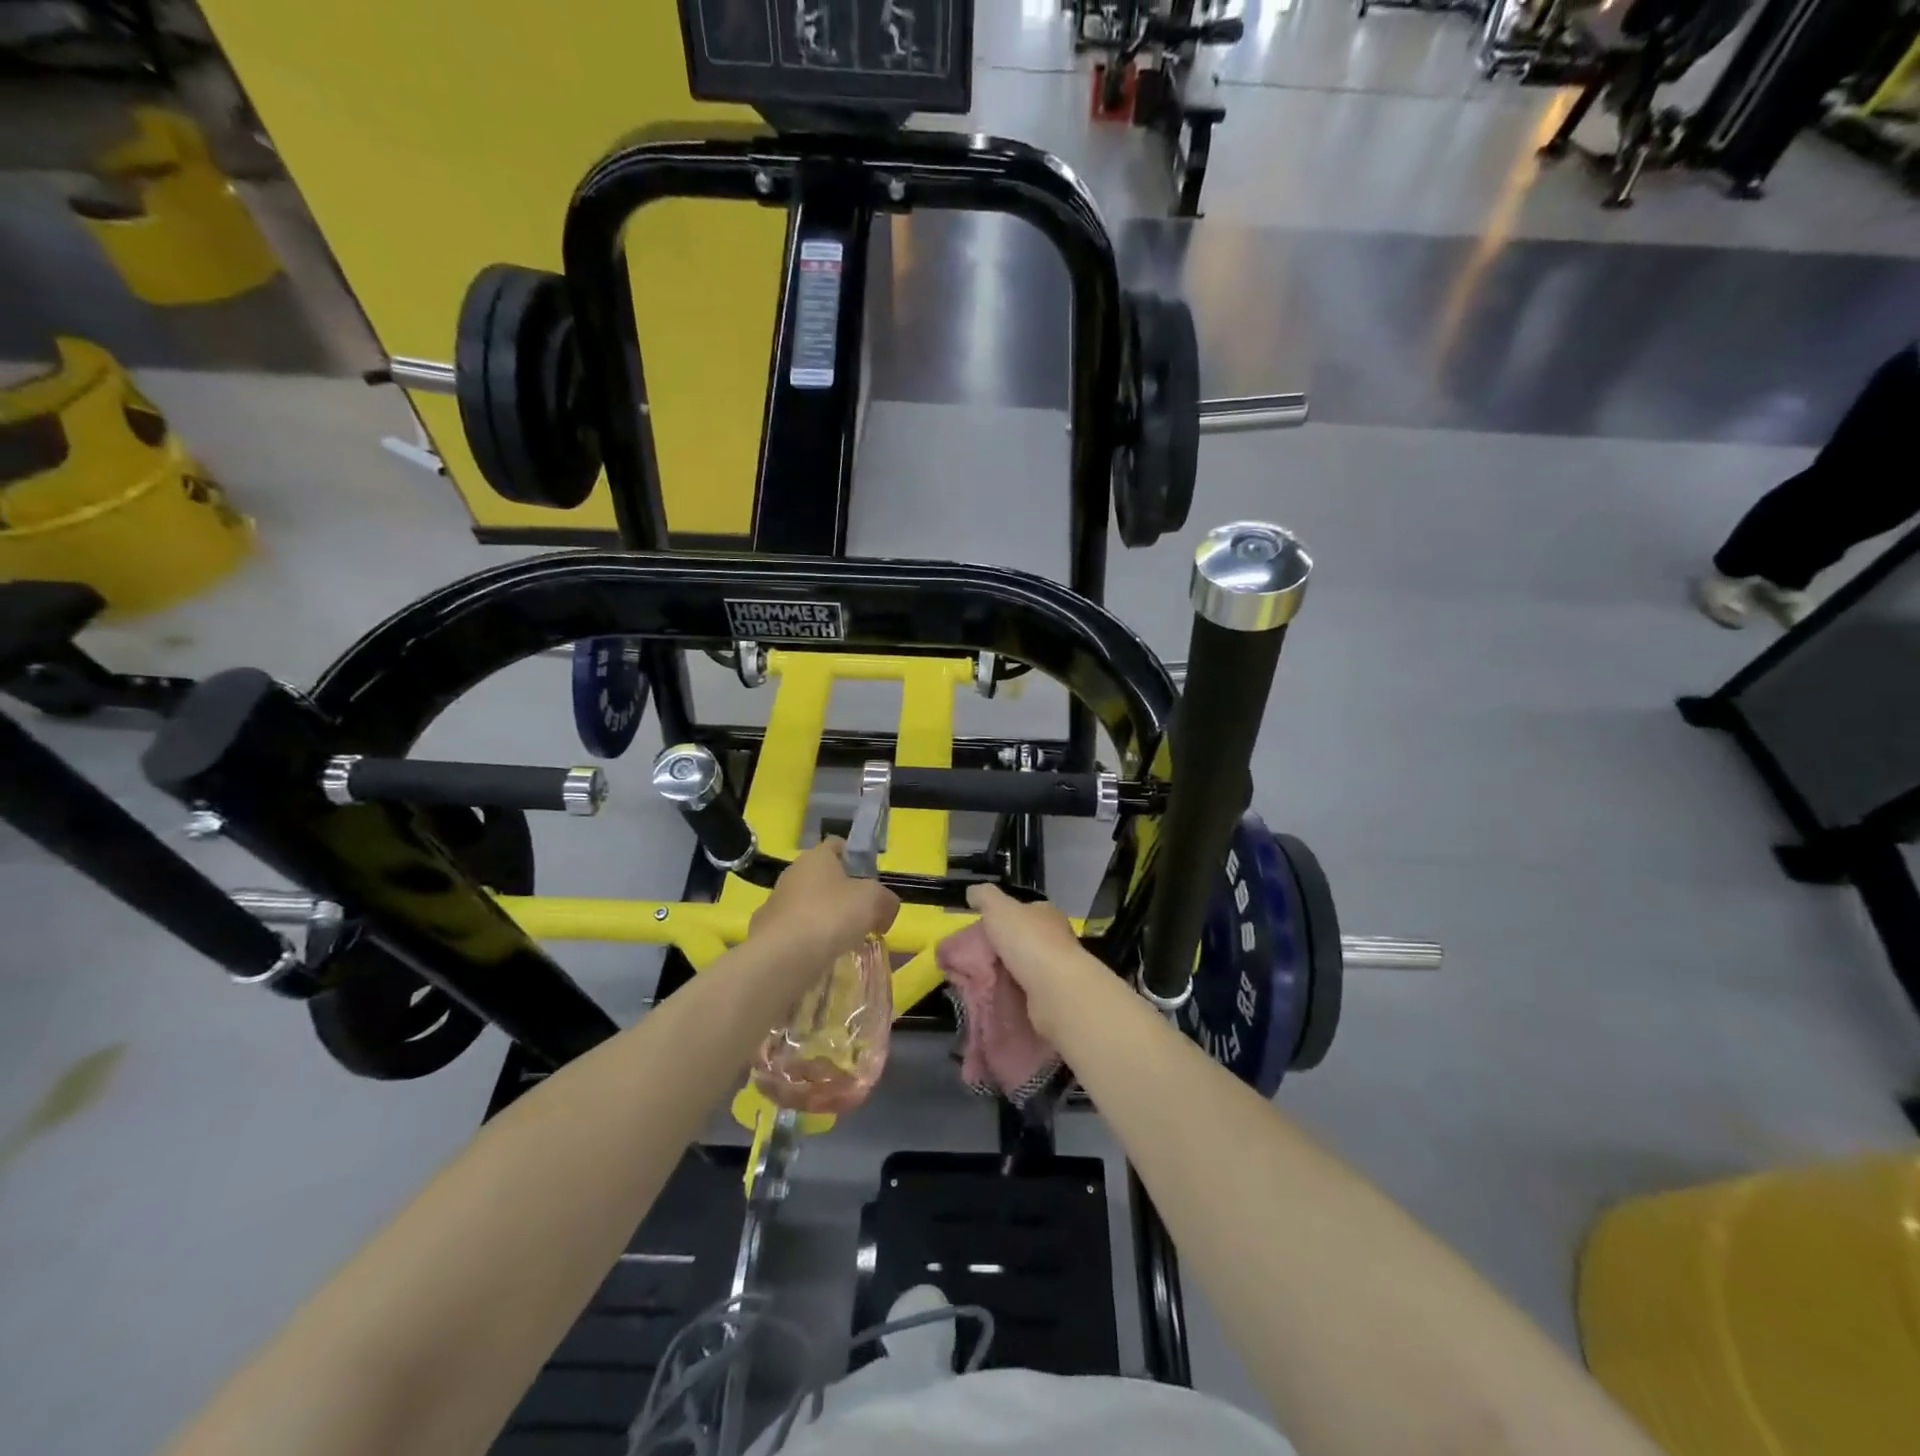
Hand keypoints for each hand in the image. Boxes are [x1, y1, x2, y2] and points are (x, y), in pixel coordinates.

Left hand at [752, 839, 899, 964]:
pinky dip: (809, 940)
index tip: (869, 878)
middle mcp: (793, 874)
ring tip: (845, 940)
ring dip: (825, 918)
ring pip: (808, 905)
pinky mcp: (767, 932)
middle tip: (862, 913)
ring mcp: (776, 903)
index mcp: (816, 857)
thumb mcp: (874, 901)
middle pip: (823, 877)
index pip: (836, 845)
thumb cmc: (831, 915)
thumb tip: (885, 910)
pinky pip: (796, 931)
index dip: (854, 856)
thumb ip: (886, 900)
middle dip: (842, 893)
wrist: (783, 957)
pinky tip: (822, 956)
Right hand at [964, 883, 1104, 1039]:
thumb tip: (972, 892)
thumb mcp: (999, 909)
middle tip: (974, 958)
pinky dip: (1010, 995)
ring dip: (1005, 974)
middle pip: (1022, 940)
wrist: (1055, 990)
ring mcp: (1056, 970)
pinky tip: (993, 997)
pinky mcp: (1052, 997)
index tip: (981, 928)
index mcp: (1047, 914)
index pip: (1024, 910)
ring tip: (978, 980)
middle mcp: (1056, 939)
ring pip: (1023, 968)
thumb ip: (985, 897)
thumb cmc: (1028, 941)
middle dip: (1000, 949)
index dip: (1003, 917)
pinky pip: (1025, 993)